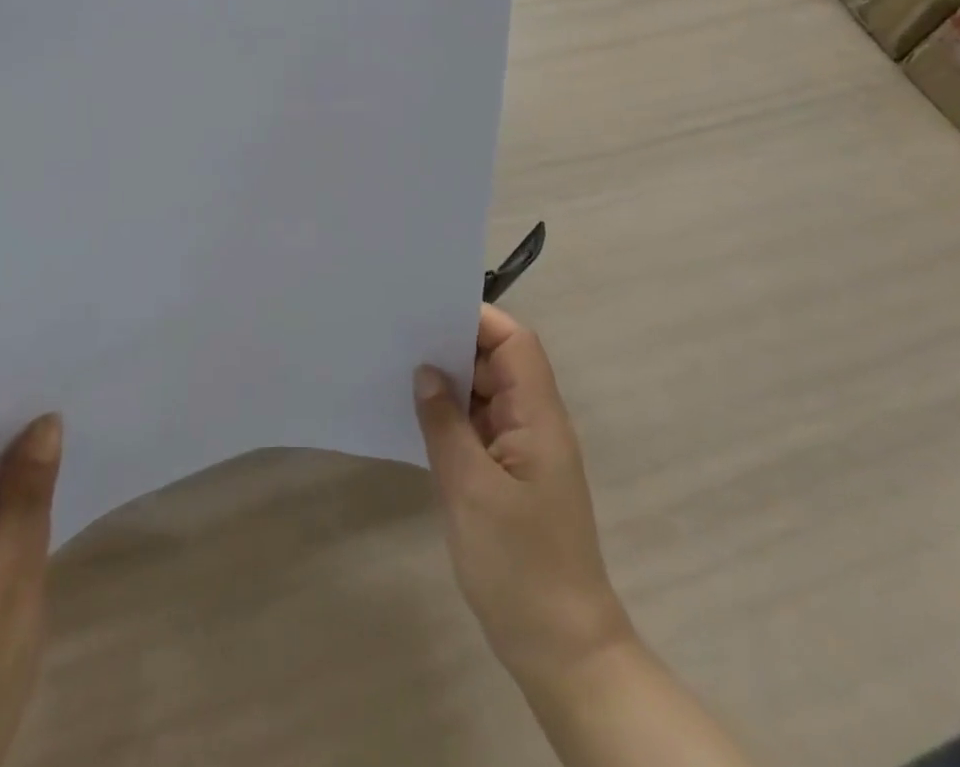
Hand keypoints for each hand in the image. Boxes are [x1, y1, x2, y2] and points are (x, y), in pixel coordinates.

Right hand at [414, 305, 632, 695]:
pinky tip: (415, 415)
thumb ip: (445, 423)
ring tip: (399, 366)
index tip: (430, 311)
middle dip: (454, 345)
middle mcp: (534, 423)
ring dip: (449, 382)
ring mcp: (522, 451)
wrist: (560, 649)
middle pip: (498, 362)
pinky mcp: (508, 476)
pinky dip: (450, 416)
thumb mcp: (470, 488)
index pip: (515, 343)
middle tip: (401, 335)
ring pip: (485, 394)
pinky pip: (478, 427)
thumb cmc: (519, 564)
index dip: (478, 319)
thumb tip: (425, 371)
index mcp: (538, 416)